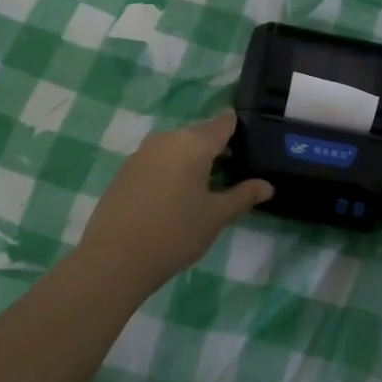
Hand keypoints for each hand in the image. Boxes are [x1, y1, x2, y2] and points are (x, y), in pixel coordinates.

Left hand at [76, 112, 272, 298]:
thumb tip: (267, 186)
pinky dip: (171, 172)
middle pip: (200, 135)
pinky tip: (174, 200)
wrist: (114, 259)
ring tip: (205, 192)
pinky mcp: (125, 170)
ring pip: (177, 148)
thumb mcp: (216, 216)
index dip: (239, 131)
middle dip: (217, 151)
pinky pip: (158, 161)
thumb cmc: (174, 233)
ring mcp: (142, 153)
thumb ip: (243, 196)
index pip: (224, 122)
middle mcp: (167, 138)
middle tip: (232, 178)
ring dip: (193, 163)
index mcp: (193, 142)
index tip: (251, 148)